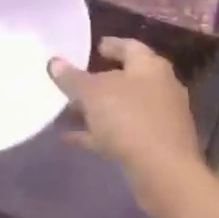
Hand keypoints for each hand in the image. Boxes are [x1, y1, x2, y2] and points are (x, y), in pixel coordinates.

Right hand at [48, 38, 204, 213]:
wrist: (164, 172)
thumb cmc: (129, 119)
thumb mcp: (93, 94)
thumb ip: (72, 77)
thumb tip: (54, 62)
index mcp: (150, 67)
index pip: (130, 46)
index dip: (111, 45)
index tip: (95, 47)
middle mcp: (160, 87)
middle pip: (126, 78)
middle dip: (99, 81)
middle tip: (75, 82)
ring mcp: (160, 118)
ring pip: (123, 108)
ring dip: (97, 110)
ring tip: (67, 111)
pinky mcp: (155, 145)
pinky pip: (123, 132)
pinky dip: (100, 133)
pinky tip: (72, 139)